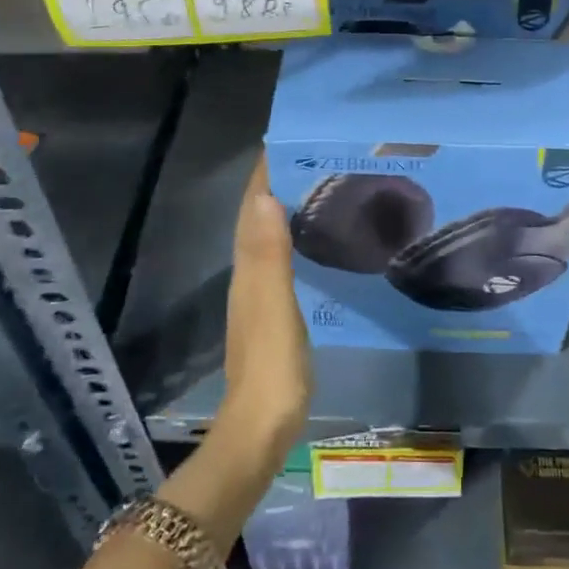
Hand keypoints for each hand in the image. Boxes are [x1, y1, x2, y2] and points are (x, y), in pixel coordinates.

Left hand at [217, 156, 310, 467]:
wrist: (261, 429)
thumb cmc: (271, 367)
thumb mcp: (274, 307)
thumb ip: (269, 254)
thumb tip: (264, 196)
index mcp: (248, 268)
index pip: (252, 207)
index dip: (264, 173)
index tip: (288, 139)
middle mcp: (249, 275)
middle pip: (257, 218)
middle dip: (278, 183)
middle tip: (314, 157)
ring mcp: (260, 296)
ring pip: (269, 238)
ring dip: (286, 209)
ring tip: (320, 187)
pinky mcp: (274, 314)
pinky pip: (282, 261)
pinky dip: (294, 239)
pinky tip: (316, 242)